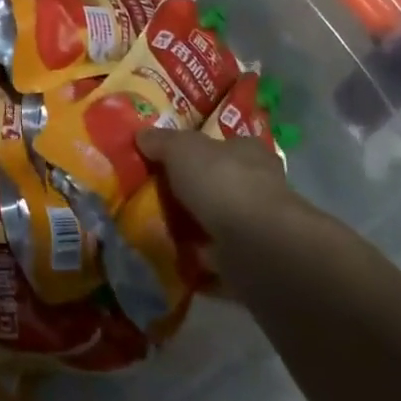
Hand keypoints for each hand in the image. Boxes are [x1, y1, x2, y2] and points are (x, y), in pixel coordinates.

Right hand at [137, 130, 339, 286]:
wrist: (258, 247)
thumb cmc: (223, 183)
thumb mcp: (182, 149)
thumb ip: (161, 142)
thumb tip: (141, 135)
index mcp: (248, 153)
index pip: (225, 146)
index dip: (199, 150)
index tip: (169, 160)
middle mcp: (259, 188)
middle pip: (220, 186)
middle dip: (192, 194)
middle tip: (154, 198)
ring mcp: (258, 229)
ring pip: (218, 226)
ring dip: (192, 232)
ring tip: (154, 232)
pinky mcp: (253, 265)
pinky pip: (216, 263)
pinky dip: (196, 265)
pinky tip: (170, 262)